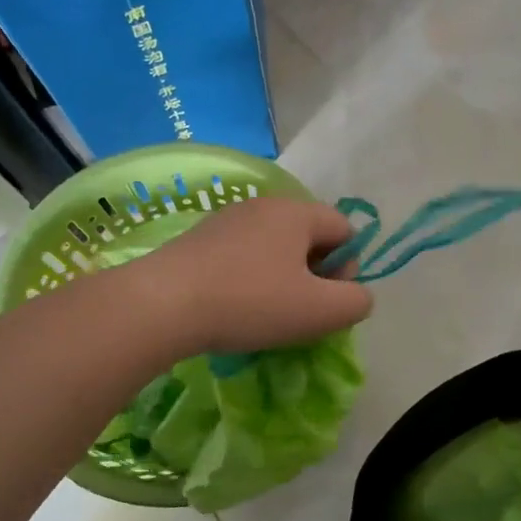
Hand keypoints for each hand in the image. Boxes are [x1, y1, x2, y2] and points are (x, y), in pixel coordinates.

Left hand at [136, 197, 373, 353]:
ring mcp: (226, 220)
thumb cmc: (251, 303)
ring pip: (274, 249)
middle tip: (300, 312)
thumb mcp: (320, 311)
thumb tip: (357, 295)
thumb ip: (356, 302)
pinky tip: (235, 308)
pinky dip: (249, 280)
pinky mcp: (198, 240)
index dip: (348, 267)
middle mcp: (263, 206)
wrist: (163, 304)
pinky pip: (242, 257)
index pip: (345, 229)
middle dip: (315, 275)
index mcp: (297, 212)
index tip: (327, 300)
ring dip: (282, 280)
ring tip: (266, 315)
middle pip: (308, 237)